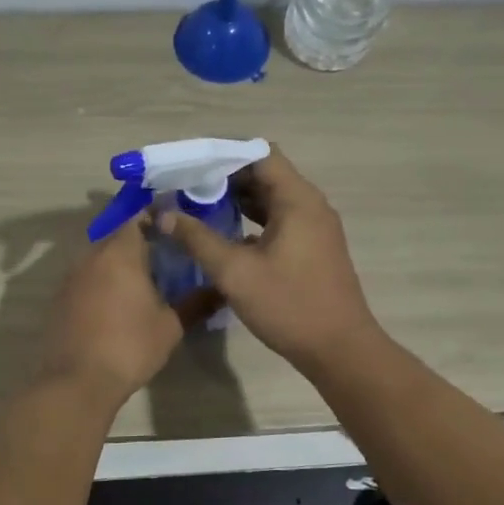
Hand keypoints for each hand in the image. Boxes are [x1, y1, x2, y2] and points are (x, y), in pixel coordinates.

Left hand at [38, 218, 217, 405]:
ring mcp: (71, 278)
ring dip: (119, 265)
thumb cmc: (130, 347)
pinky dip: (102, 283)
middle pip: (117, 238)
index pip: (137, 218)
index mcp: (120, 254)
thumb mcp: (170, 327)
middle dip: (139, 243)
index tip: (175, 229)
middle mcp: (91, 257)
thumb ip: (196, 303)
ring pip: (99, 259)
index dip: (156, 218)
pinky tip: (116, 304)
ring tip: (143, 283)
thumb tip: (222, 289)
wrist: (77, 382)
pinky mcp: (60, 299)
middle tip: (165, 258)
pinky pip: (86, 279)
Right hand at [159, 147, 380, 373]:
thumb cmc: (289, 305)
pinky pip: (280, 221)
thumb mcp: (235, 272)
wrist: (339, 350)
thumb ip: (197, 239)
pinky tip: (225, 236)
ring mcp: (315, 228)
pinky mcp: (313, 249)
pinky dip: (253, 221)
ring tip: (198, 209)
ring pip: (272, 200)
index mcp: (298, 200)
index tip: (191, 166)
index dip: (224, 155)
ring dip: (238, 201)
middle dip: (225, 178)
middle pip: (266, 174)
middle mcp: (311, 206)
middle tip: (186, 188)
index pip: (260, 154)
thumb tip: (163, 214)